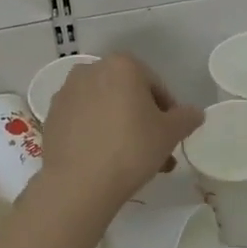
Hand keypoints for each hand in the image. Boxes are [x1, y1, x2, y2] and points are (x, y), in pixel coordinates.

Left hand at [39, 54, 202, 205]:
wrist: (78, 183)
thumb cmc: (131, 149)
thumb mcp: (170, 134)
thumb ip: (186, 118)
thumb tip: (194, 113)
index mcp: (122, 65)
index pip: (155, 86)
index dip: (168, 112)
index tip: (171, 136)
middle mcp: (91, 69)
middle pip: (127, 95)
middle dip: (143, 121)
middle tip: (156, 151)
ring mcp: (67, 92)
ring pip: (105, 107)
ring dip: (121, 127)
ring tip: (133, 162)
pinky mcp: (52, 115)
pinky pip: (83, 120)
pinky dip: (96, 133)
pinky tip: (105, 160)